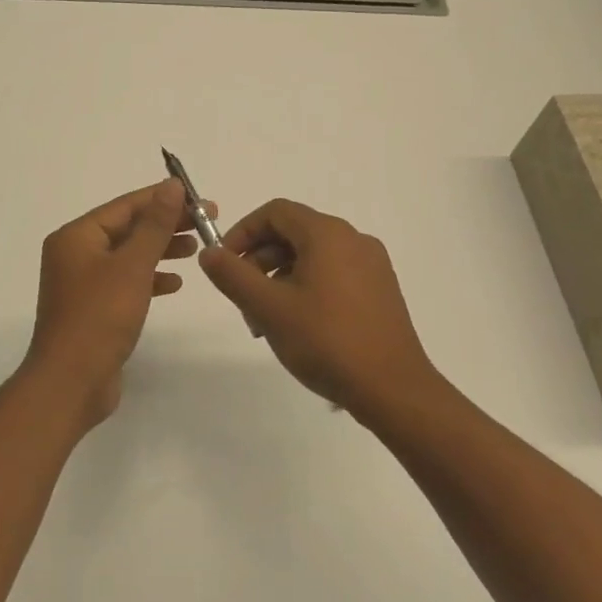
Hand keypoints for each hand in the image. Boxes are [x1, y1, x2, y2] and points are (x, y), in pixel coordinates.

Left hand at [23, 180, 208, 427]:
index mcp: (76, 236)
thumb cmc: (100, 317)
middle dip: (165, 225)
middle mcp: (75, 254)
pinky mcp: (93, 308)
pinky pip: (124, 282)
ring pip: (128, 255)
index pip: (125, 206)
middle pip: (127, 229)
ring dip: (160, 250)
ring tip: (195, 248)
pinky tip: (174, 283)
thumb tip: (171, 186)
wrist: (71, 382)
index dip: (163, 199)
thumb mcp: (132, 265)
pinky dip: (149, 278)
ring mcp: (82, 283)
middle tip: (206, 222)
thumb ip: (155, 225)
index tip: (200, 199)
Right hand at [199, 199, 438, 415]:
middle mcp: (353, 239)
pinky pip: (334, 274)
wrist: (393, 389)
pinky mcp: (381, 290)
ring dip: (280, 278)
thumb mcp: (268, 308)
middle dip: (259, 261)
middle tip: (243, 300)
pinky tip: (299, 327)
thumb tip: (208, 253)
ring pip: (312, 257)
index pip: (275, 212)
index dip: (243, 232)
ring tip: (266, 322)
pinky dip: (307, 288)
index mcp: (327, 234)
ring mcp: (372, 265)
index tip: (224, 264)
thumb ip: (232, 276)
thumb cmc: (326, 341)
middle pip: (293, 233)